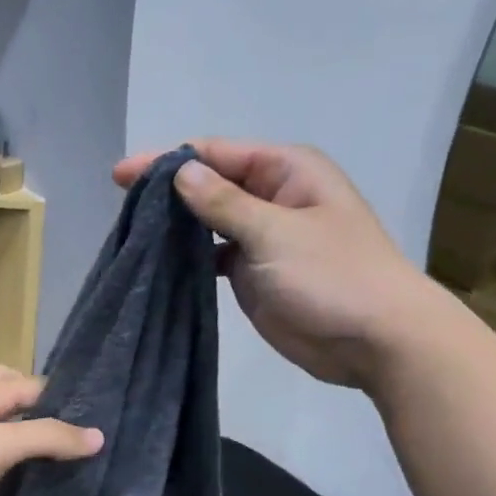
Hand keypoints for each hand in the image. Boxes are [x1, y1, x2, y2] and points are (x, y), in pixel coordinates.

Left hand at [0, 366, 101, 495]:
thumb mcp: (0, 446)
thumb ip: (48, 436)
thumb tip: (98, 436)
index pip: (36, 384)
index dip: (67, 399)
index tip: (100, 421)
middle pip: (11, 391)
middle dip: (40, 405)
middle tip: (70, 432)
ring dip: (23, 429)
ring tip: (55, 454)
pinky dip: (5, 451)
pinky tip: (17, 472)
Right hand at [114, 140, 451, 390]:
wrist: (373, 340)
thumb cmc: (333, 276)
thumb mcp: (275, 232)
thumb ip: (224, 203)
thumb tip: (180, 172)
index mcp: (286, 171)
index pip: (217, 154)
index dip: (169, 161)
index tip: (122, 176)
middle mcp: (271, 197)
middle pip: (210, 185)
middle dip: (168, 193)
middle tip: (121, 207)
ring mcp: (260, 238)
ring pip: (207, 223)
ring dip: (175, 227)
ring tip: (131, 234)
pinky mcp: (251, 274)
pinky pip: (211, 257)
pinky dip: (187, 258)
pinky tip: (157, 263)